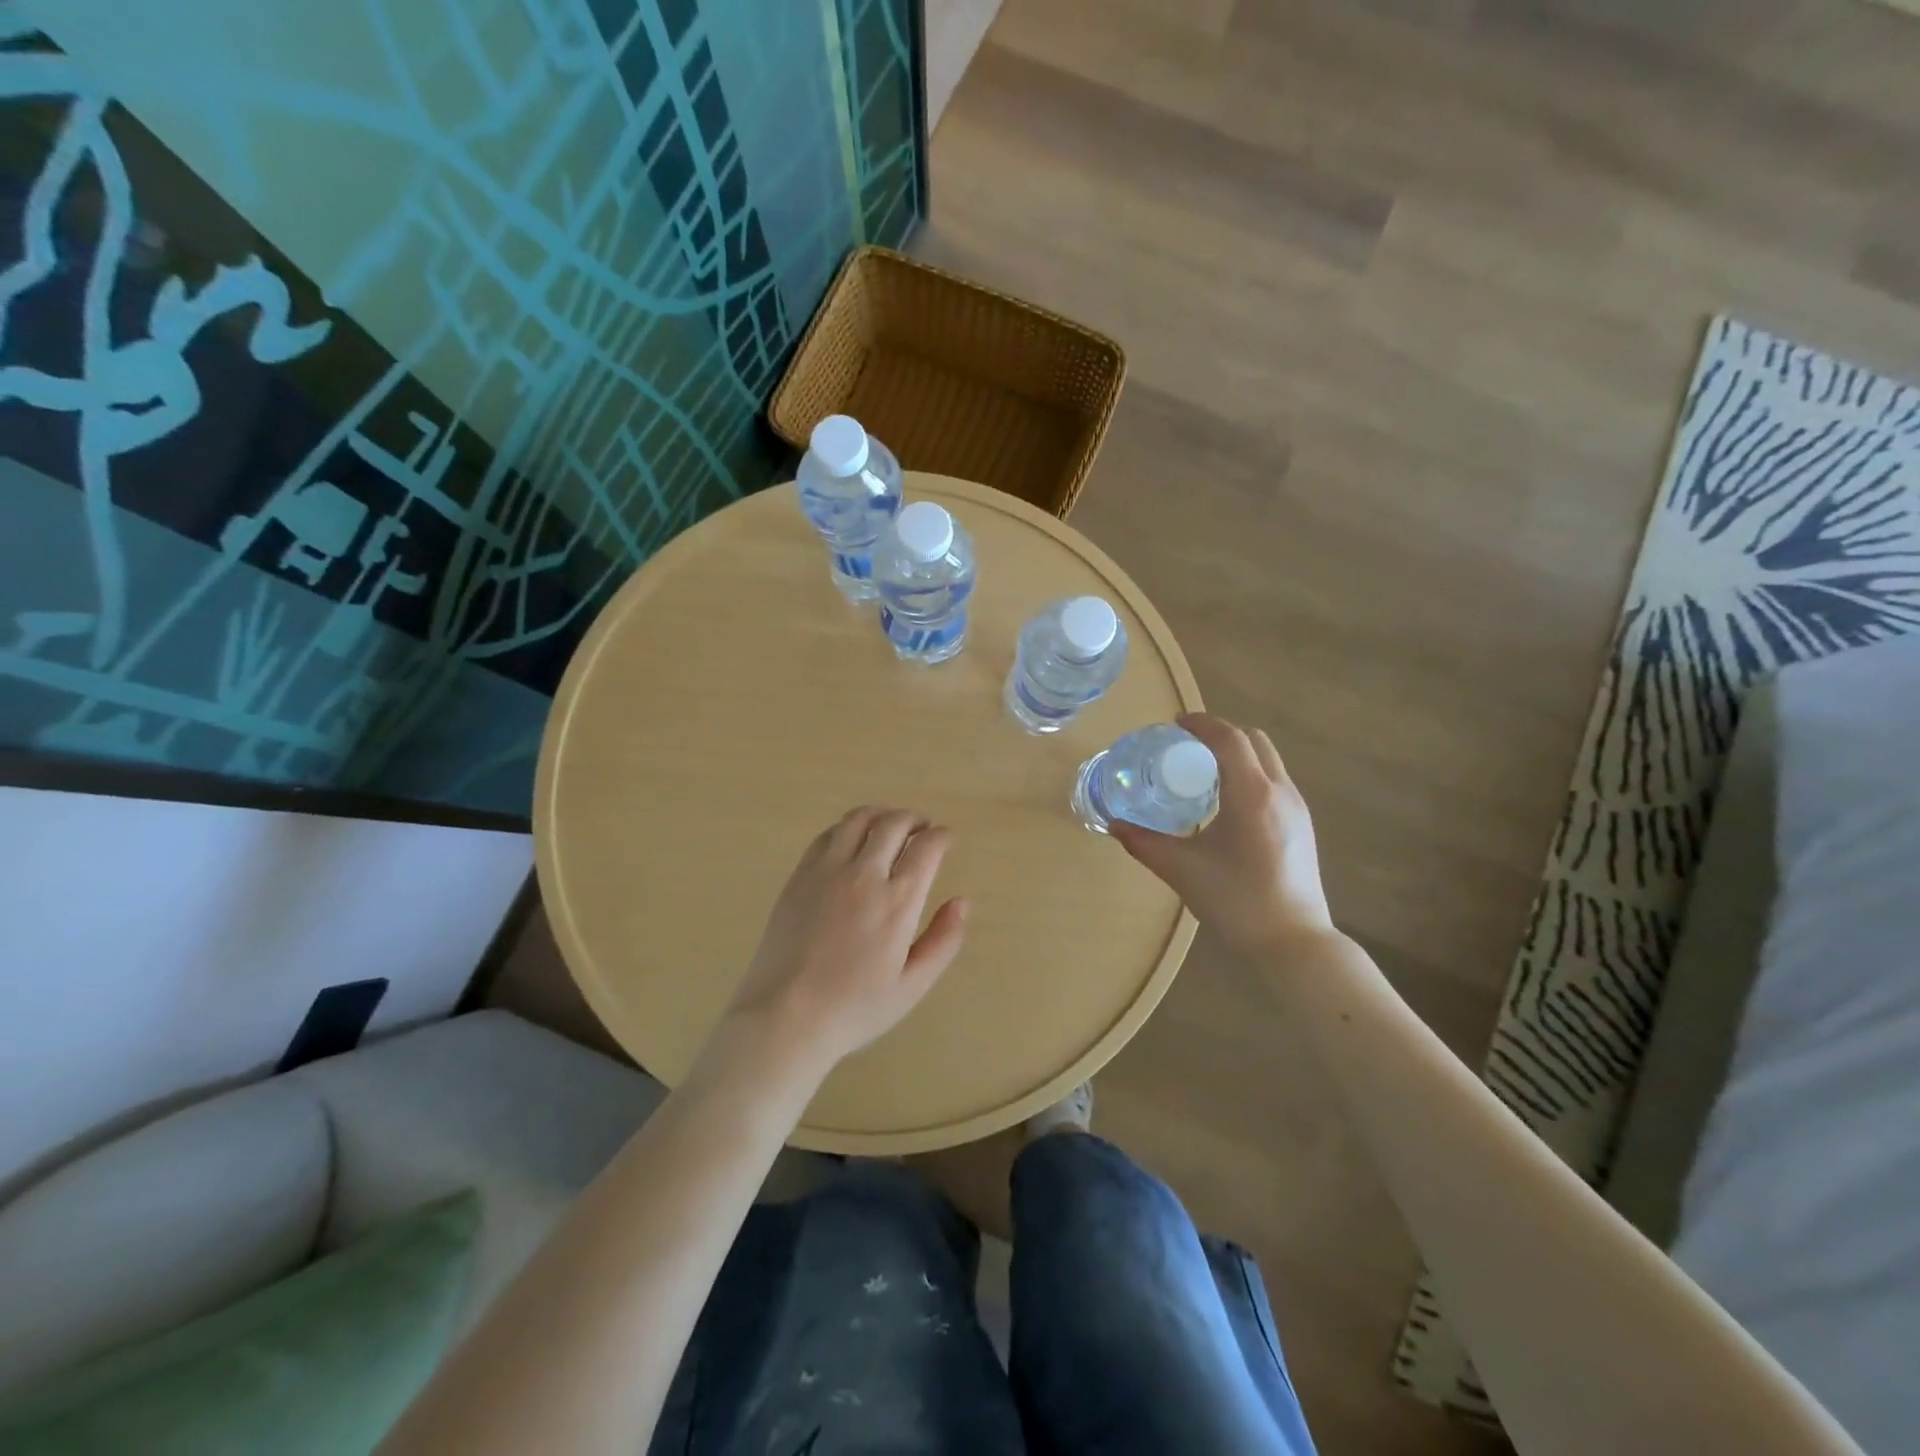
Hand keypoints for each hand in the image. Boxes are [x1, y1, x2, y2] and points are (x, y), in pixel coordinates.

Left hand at [722, 807, 968, 1075]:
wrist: (785, 1016)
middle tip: (922, 827)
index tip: (946, 839)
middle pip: (893, 823)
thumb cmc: (854, 1008)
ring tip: (889, 825)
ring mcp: (826, 871)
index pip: (926, 847)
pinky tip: (852, 840)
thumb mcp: (912, 985)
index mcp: (897, 901)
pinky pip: (827, 835)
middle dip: (915, 819)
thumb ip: (943, 941)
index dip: (941, 836)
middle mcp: (863, 875)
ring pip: (858, 819)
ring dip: (881, 814)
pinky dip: (848, 827)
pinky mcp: (799, 876)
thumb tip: (961, 902)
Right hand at [1110, 713, 1333, 954]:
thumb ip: (1145, 843)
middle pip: (1254, 740)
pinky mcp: (1302, 825)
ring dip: (1237, 754)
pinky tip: (1227, 804)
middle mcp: (1280, 791)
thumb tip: (1114, 825)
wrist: (1294, 944)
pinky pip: (1275, 780)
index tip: (1175, 724)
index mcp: (1251, 795)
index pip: (1229, 738)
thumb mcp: (1182, 870)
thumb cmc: (1236, 902)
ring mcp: (1297, 808)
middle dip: (1220, 735)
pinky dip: (1250, 774)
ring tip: (1204, 774)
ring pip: (1268, 759)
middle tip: (1187, 749)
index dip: (1201, 724)